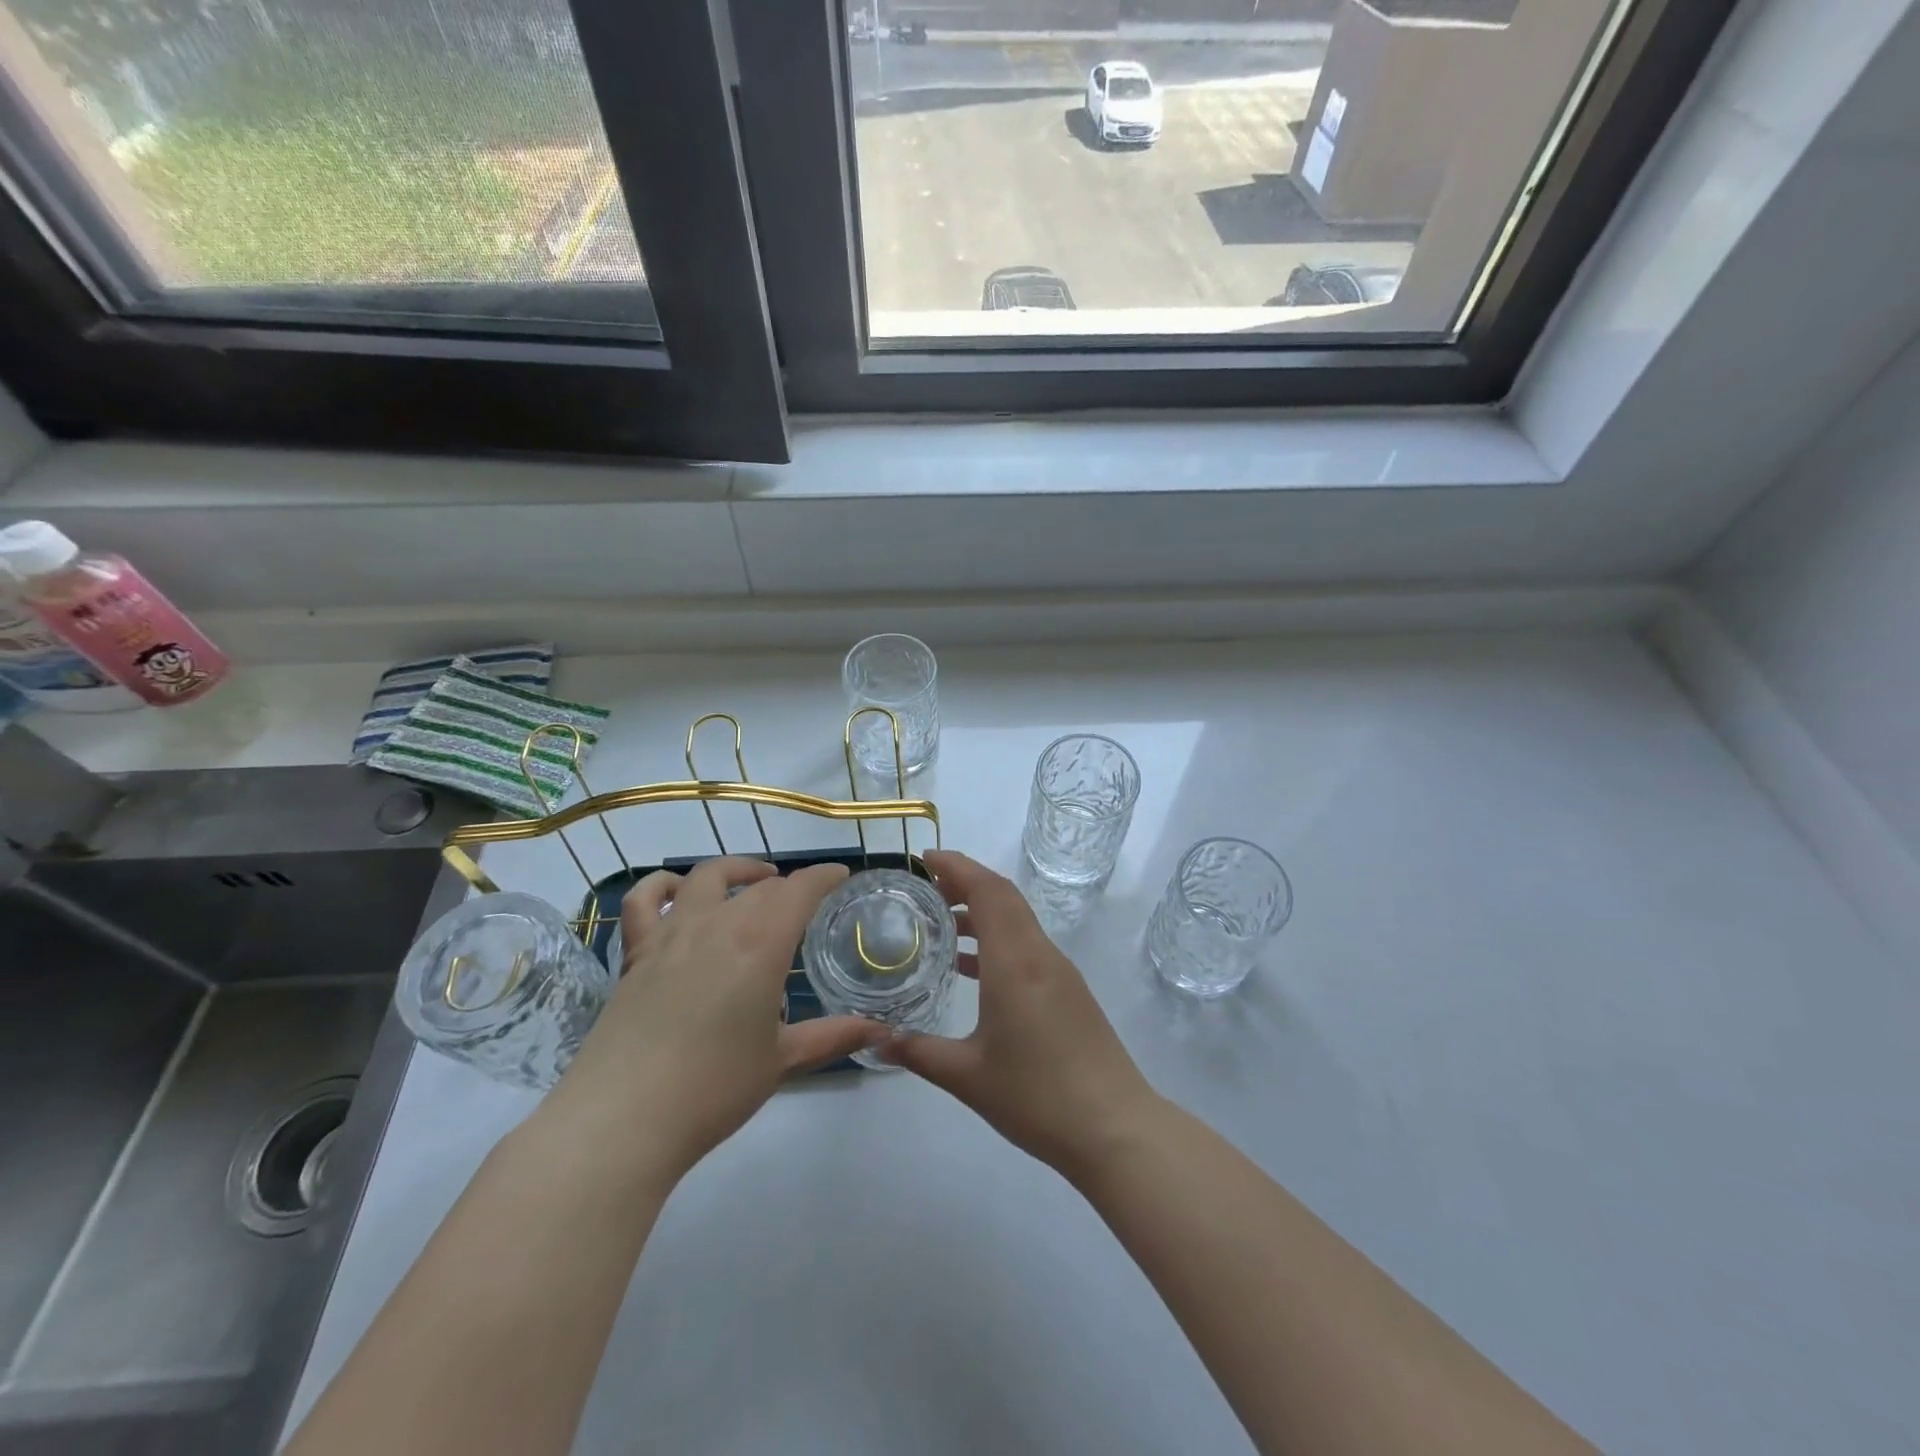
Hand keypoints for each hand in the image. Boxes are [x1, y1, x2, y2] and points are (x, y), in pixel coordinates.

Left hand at [545, 857, 887, 1183]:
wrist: (623, 1118)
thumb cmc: (714, 1087)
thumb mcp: (782, 1061)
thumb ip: (833, 1037)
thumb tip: (883, 1030)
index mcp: (761, 944)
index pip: (800, 890)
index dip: (824, 876)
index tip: (840, 876)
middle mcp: (718, 924)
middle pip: (759, 887)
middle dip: (788, 887)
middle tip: (804, 902)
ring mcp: (671, 934)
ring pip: (708, 878)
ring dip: (737, 871)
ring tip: (755, 880)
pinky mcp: (635, 953)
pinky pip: (644, 901)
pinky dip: (663, 885)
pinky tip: (678, 892)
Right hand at [883, 850, 1160, 1178]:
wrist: (1115, 1128)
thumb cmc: (1037, 1097)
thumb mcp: (967, 1076)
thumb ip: (918, 1052)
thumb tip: (876, 1038)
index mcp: (1015, 961)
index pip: (987, 890)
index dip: (957, 866)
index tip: (924, 858)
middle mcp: (1039, 954)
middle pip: (1004, 896)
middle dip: (966, 881)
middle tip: (926, 888)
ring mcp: (1059, 972)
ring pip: (1018, 920)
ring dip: (982, 911)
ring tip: (942, 925)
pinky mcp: (1068, 991)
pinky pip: (1027, 945)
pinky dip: (997, 939)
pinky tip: (971, 969)